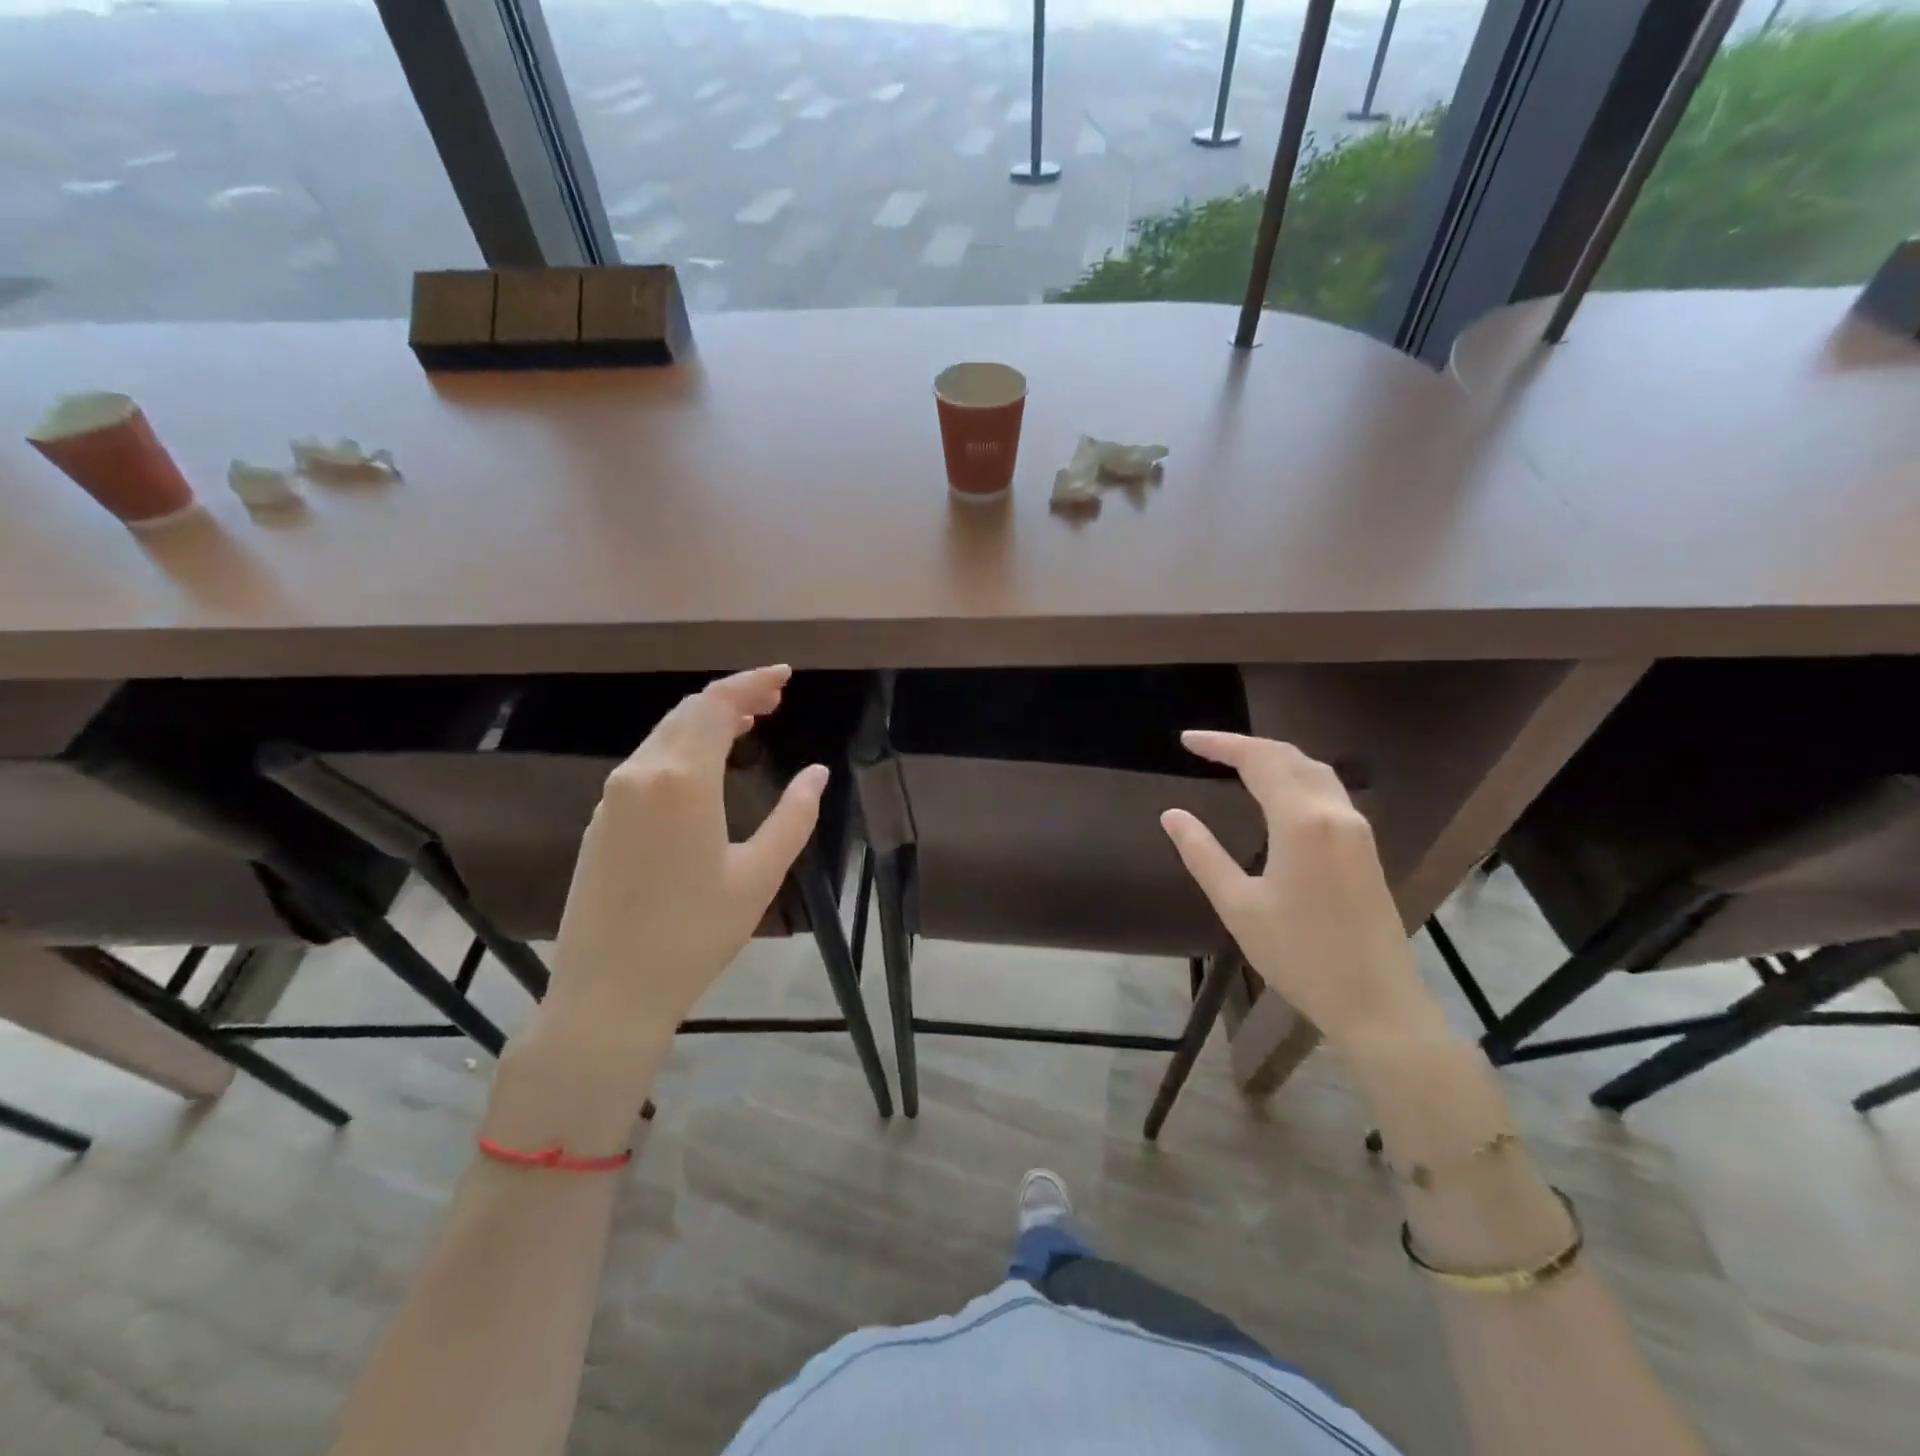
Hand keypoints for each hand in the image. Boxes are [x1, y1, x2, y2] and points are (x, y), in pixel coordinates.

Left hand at [541, 665, 828, 1046]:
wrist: (608, 992)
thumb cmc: (694, 935)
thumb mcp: (759, 875)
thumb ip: (794, 816)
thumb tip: (818, 773)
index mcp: (682, 780)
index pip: (717, 705)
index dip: (752, 682)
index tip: (784, 676)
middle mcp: (640, 774)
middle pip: (687, 712)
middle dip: (733, 697)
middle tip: (774, 700)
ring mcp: (613, 797)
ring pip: (663, 735)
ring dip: (705, 721)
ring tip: (747, 726)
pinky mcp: (600, 821)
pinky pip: (646, 763)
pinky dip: (681, 748)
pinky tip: (704, 768)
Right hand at [1160, 731, 1446, 1049]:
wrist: (1375, 1001)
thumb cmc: (1299, 955)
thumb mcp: (1238, 906)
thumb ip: (1202, 854)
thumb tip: (1172, 814)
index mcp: (1301, 822)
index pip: (1259, 761)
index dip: (1221, 744)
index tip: (1187, 740)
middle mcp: (1334, 813)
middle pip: (1290, 757)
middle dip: (1246, 745)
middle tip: (1206, 748)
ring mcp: (1356, 829)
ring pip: (1315, 771)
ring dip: (1275, 758)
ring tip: (1237, 762)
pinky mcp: (1365, 848)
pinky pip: (1328, 792)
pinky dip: (1296, 777)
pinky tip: (1278, 794)